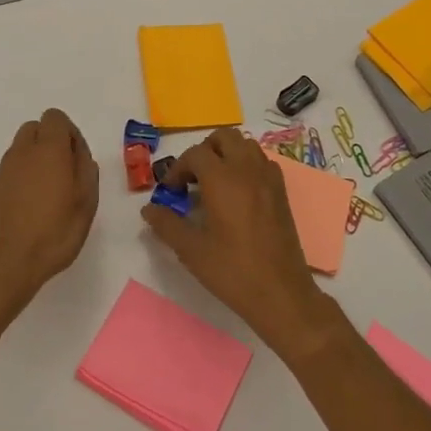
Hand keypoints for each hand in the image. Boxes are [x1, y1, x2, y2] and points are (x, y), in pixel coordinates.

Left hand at [0, 108, 99, 315]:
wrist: (4, 263)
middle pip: (36, 129)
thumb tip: (79, 154)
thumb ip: (86, 170)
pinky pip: (13, 170)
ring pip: (23, 149)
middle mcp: (22, 152)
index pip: (55, 118)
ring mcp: (4, 170)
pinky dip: (24, 177)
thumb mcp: (86, 202)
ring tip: (51, 193)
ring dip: (37, 160)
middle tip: (66, 173)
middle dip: (52, 142)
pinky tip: (33, 206)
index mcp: (48, 148)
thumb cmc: (53, 232)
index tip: (78, 160)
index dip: (70, 133)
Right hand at [141, 127, 328, 355]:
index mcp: (223, 179)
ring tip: (214, 184)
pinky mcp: (282, 192)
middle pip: (224, 137)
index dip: (178, 169)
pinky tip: (238, 195)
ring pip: (246, 145)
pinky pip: (262, 162)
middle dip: (204, 151)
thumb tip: (149, 210)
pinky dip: (246, 166)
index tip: (171, 193)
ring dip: (227, 155)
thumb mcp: (191, 250)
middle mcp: (247, 169)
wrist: (281, 293)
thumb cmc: (232, 271)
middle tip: (192, 180)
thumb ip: (167, 224)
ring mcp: (269, 179)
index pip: (195, 154)